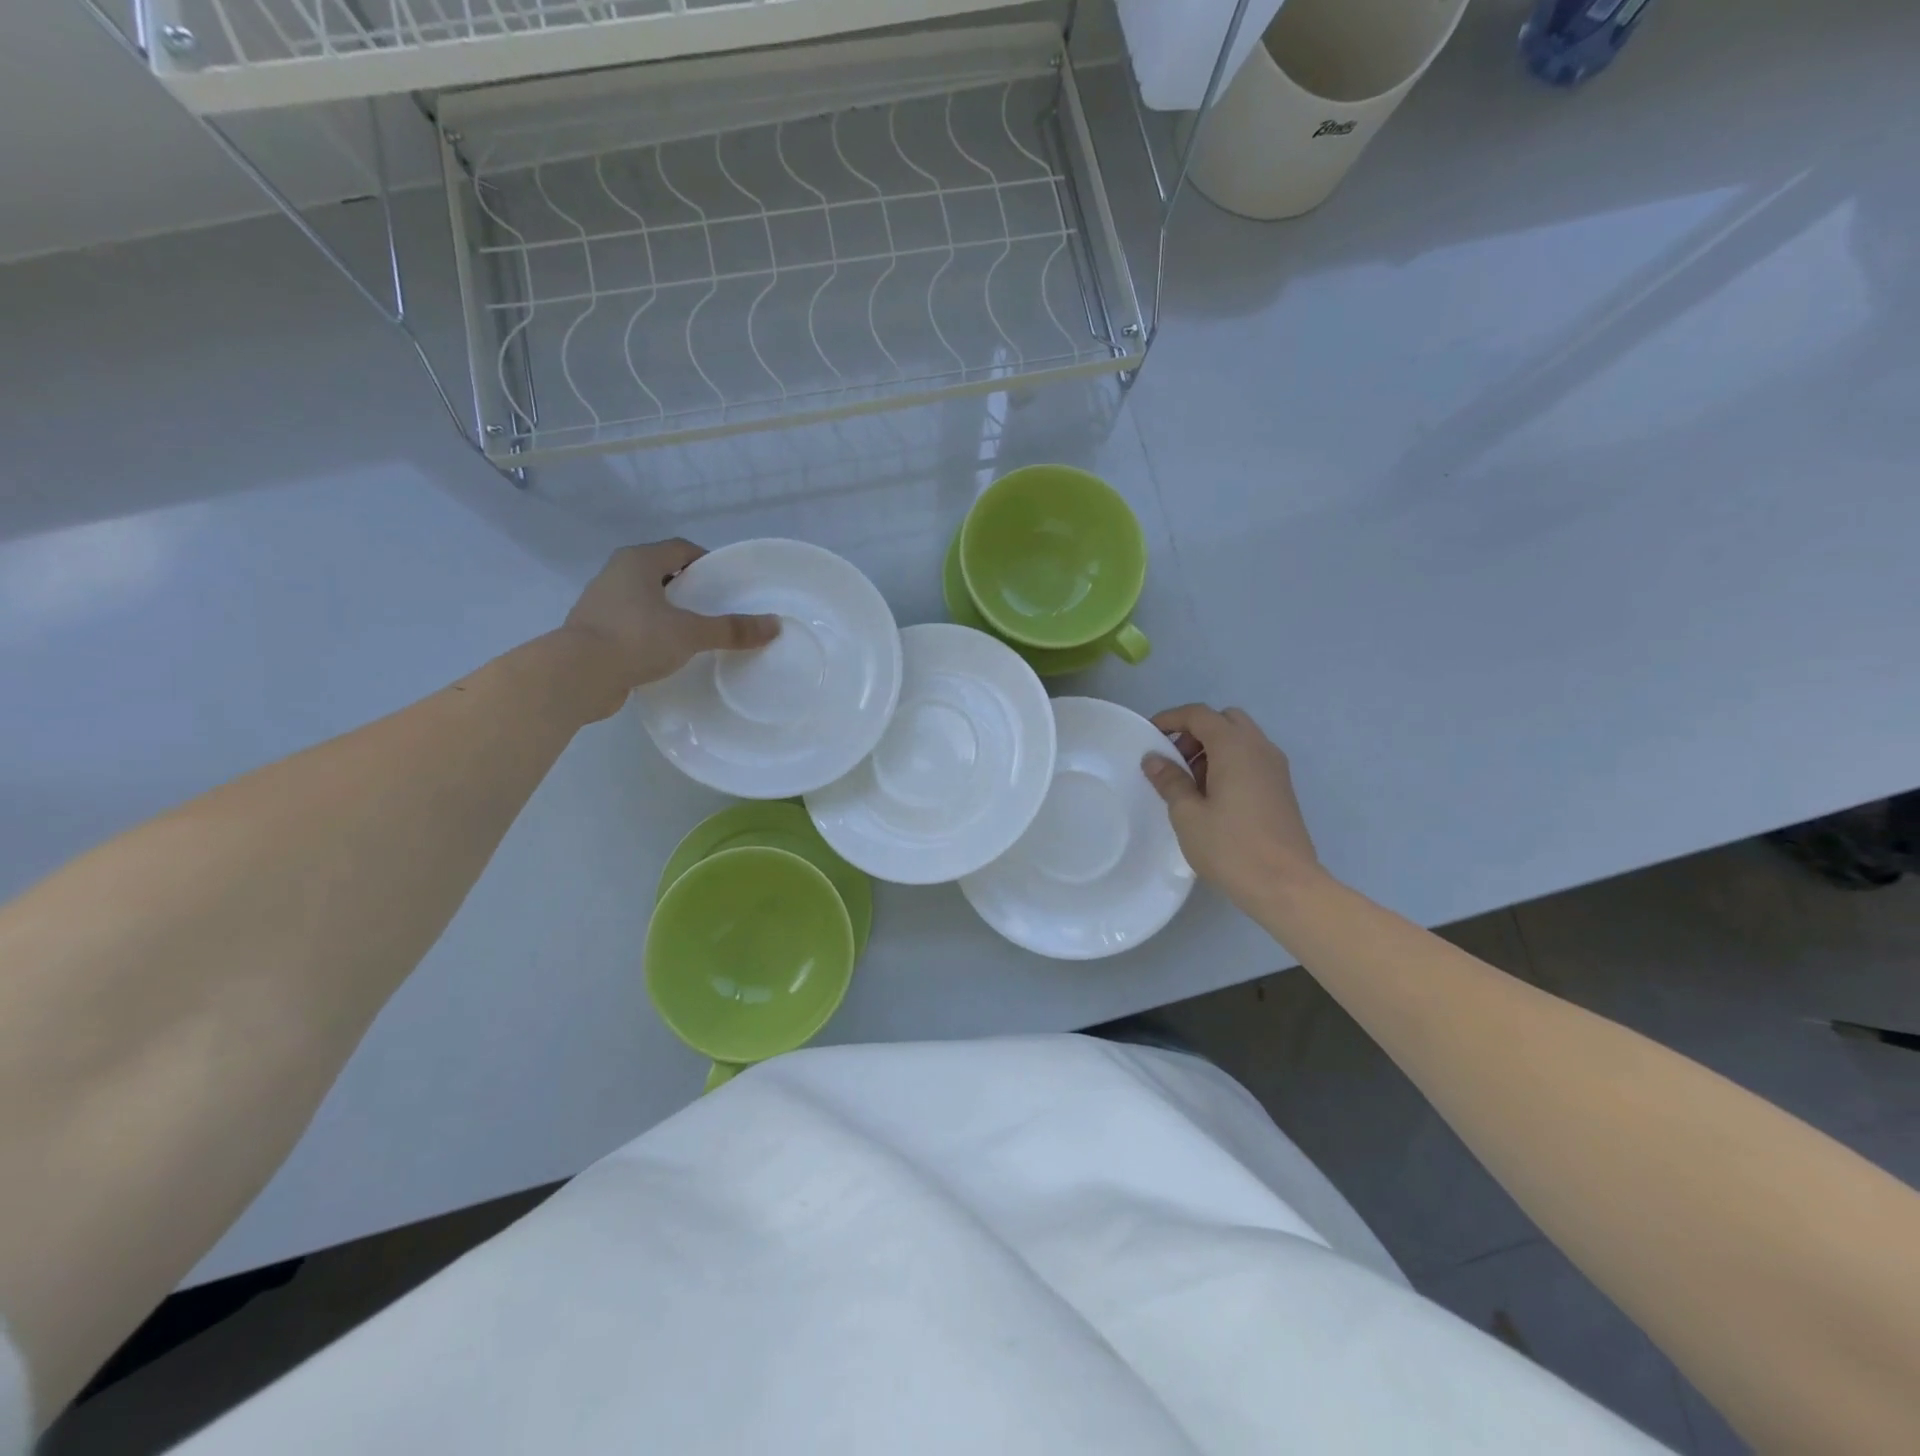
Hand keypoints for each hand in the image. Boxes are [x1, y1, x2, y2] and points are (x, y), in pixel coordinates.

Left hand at [561, 540, 779, 719]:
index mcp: (637, 562)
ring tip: (697, 633)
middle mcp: (615, 575)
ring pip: (645, 601)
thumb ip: (732, 629)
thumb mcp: (691, 633)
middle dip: (689, 589)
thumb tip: (775, 625)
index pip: (680, 549)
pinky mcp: (594, 633)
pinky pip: (632, 626)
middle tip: (718, 608)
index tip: (728, 582)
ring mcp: (601, 604)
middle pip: (661, 574)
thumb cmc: (635, 639)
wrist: (577, 675)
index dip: (706, 562)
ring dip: (668, 612)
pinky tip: (669, 653)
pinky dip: (651, 634)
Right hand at [1141, 704, 1323, 912]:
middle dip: (1195, 732)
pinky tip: (1213, 797)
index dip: (1171, 718)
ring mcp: (1276, 768)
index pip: (1199, 714)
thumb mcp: (1187, 814)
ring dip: (1213, 748)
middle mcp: (1260, 748)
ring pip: (1241, 739)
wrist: (1286, 886)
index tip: (1149, 735)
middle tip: (1174, 760)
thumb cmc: (1230, 847)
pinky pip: (1252, 759)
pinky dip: (1229, 763)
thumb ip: (1170, 780)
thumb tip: (1154, 759)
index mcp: (1235, 747)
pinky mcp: (1282, 789)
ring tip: (1190, 783)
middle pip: (1224, 720)